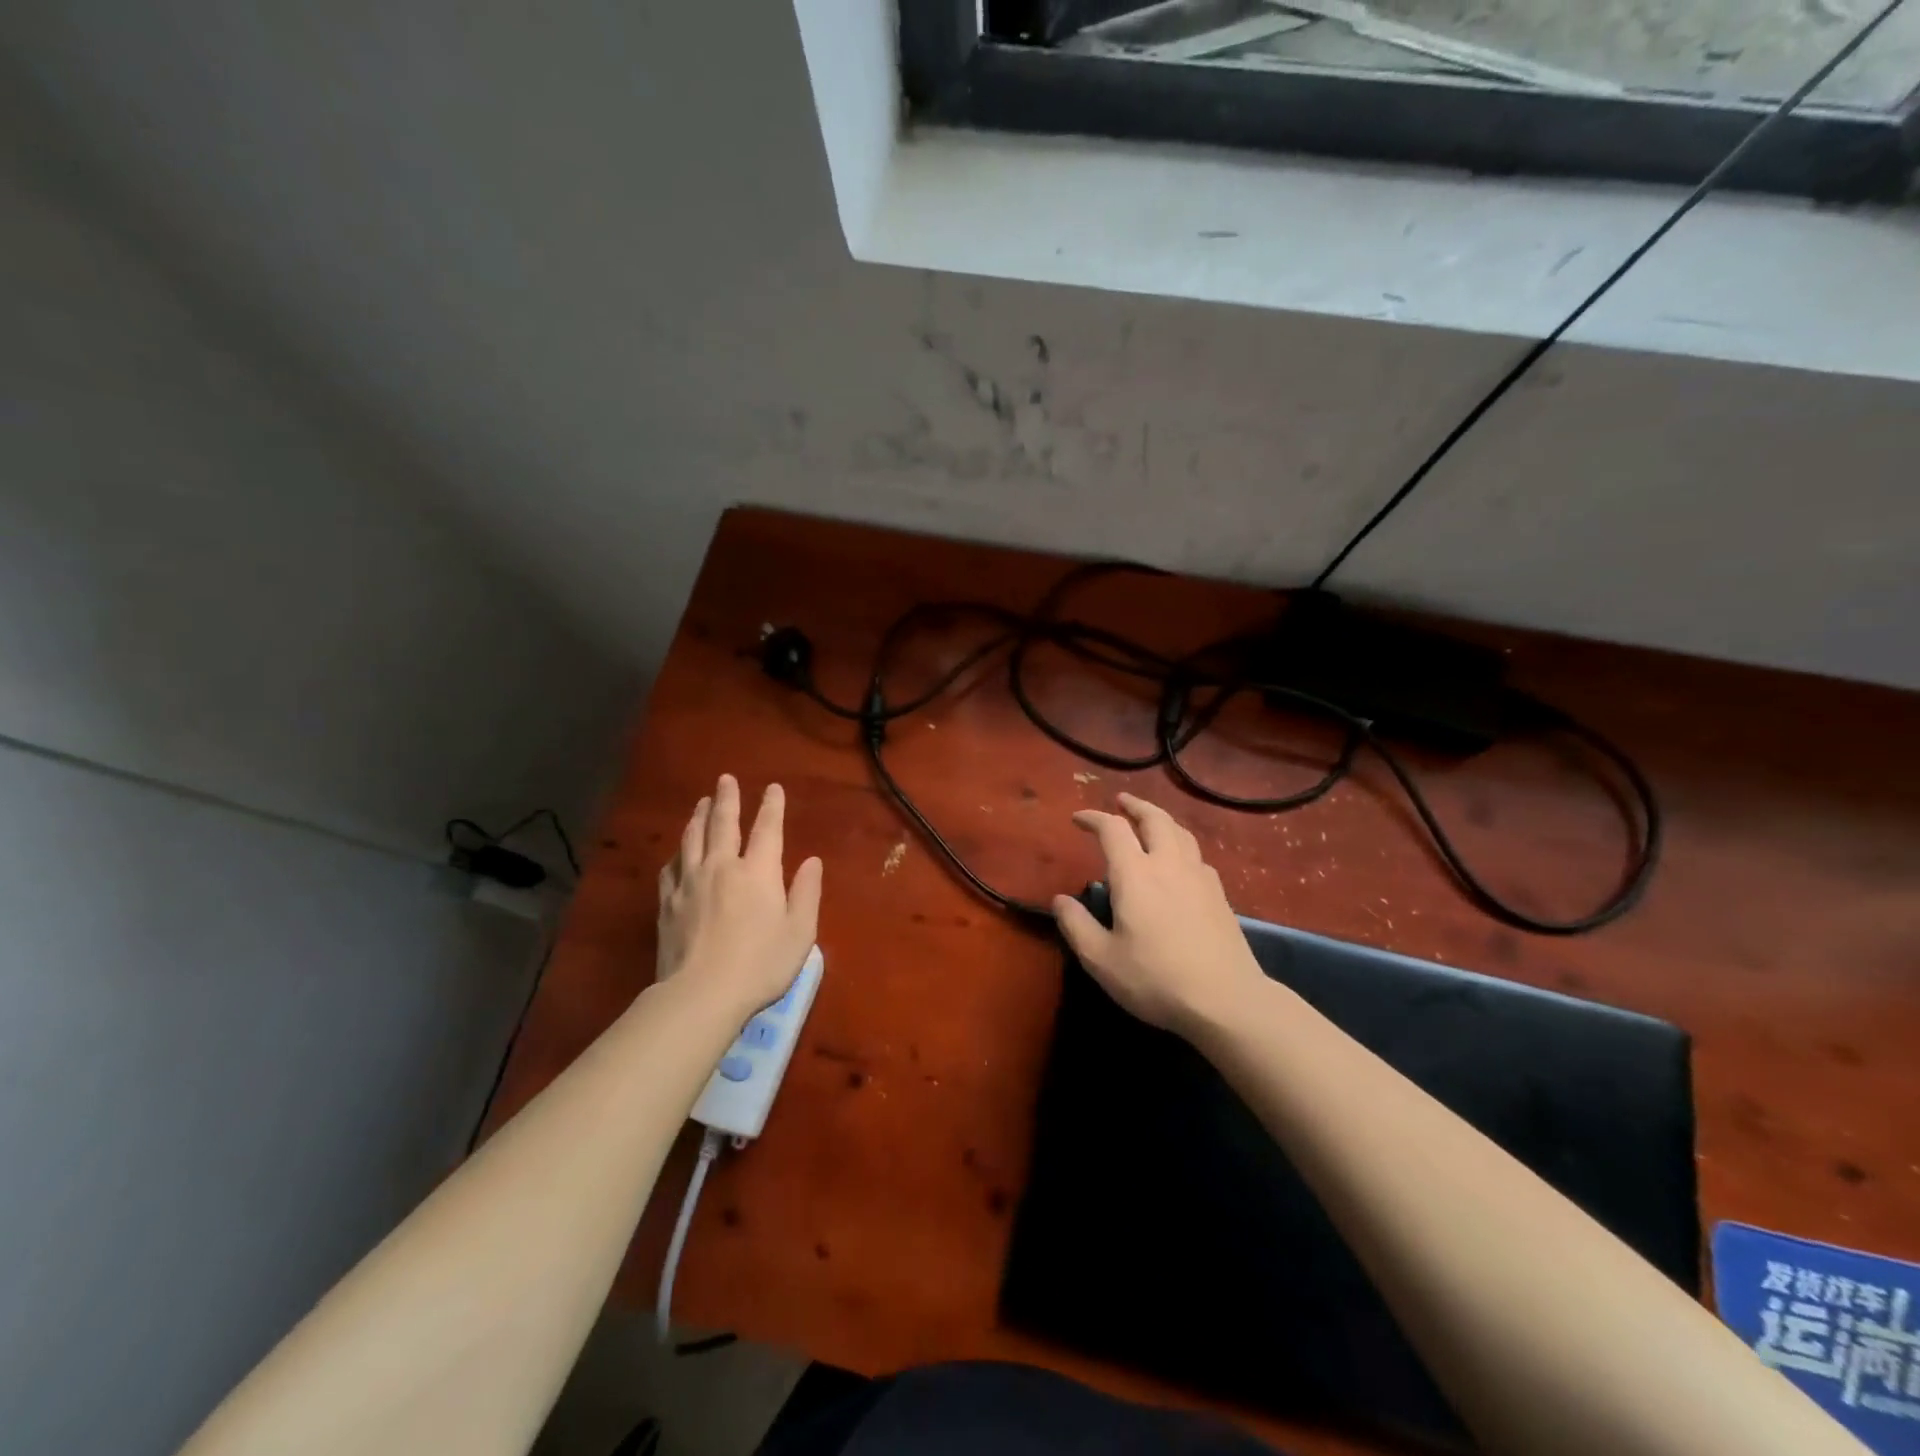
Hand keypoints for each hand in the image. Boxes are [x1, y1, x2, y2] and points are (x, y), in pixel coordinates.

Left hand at [656, 774, 822, 1019]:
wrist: (701, 994)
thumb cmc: (761, 964)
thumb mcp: (800, 932)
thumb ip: (806, 892)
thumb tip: (812, 861)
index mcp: (758, 872)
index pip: (767, 829)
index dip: (772, 806)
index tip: (772, 788)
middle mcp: (722, 867)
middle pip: (723, 823)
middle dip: (727, 798)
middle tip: (725, 779)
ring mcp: (690, 883)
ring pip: (692, 839)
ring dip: (698, 817)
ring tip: (701, 803)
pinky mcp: (667, 904)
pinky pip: (671, 868)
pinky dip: (677, 854)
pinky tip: (677, 854)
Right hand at [1052, 793, 1264, 1036]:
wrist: (1226, 1000)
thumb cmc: (1156, 979)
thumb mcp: (1102, 960)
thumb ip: (1076, 926)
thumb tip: (1060, 900)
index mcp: (1136, 875)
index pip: (1112, 830)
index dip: (1093, 818)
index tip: (1078, 819)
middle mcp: (1169, 865)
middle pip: (1155, 819)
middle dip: (1135, 806)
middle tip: (1121, 802)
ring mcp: (1200, 878)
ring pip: (1181, 833)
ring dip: (1161, 820)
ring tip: (1150, 822)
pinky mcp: (1219, 895)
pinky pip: (1197, 855)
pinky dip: (1181, 845)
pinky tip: (1179, 861)